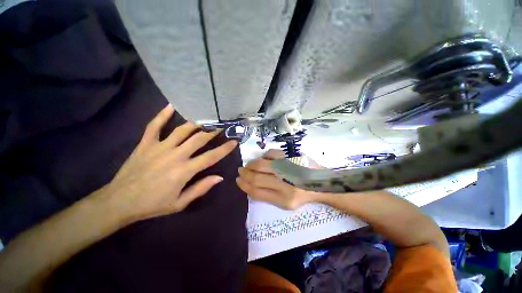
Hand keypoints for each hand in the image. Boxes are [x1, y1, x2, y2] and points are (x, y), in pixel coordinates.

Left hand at [102, 104, 237, 222]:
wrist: (125, 199)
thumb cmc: (153, 205)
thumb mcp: (179, 204)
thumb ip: (199, 189)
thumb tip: (218, 177)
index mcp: (184, 171)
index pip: (210, 157)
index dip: (224, 149)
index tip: (233, 141)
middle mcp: (175, 154)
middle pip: (198, 138)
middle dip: (212, 131)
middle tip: (221, 125)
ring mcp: (160, 146)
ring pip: (181, 129)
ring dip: (195, 123)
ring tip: (204, 117)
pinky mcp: (146, 142)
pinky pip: (155, 125)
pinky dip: (163, 114)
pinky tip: (171, 105)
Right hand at [236, 149, 313, 209]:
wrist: (322, 184)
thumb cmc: (302, 196)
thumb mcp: (286, 204)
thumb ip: (268, 196)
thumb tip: (248, 183)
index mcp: (284, 200)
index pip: (256, 192)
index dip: (243, 185)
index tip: (238, 180)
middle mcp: (286, 186)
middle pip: (256, 178)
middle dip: (244, 174)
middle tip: (240, 171)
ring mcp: (290, 169)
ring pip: (262, 164)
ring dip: (251, 164)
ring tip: (249, 165)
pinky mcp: (294, 157)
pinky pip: (272, 153)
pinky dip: (264, 156)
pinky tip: (263, 159)